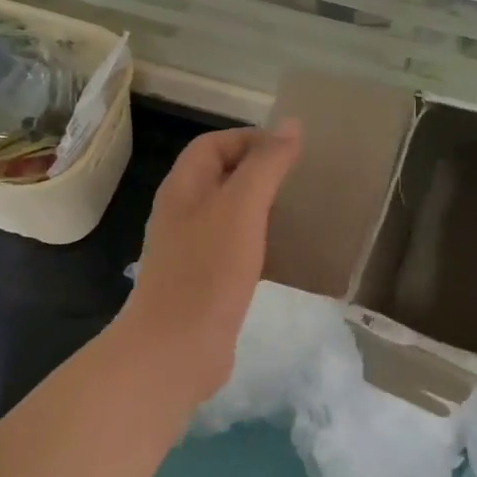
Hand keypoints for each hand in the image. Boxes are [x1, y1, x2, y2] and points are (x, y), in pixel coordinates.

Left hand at [123, 120, 303, 401]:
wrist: (175, 351)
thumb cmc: (207, 269)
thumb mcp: (241, 207)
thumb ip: (266, 164)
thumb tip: (291, 126)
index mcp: (184, 187)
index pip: (214, 143)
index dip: (250, 139)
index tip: (290, 151)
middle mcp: (183, 212)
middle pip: (221, 176)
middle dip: (259, 171)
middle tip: (300, 179)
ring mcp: (191, 248)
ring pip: (230, 213)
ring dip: (261, 207)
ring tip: (299, 211)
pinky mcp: (204, 280)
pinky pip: (235, 248)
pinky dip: (260, 242)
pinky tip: (286, 254)